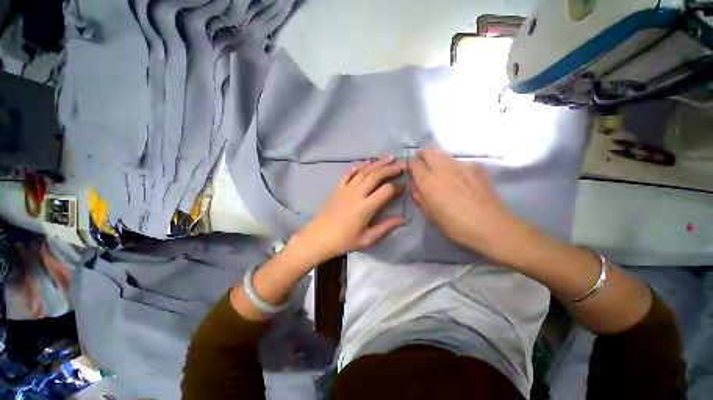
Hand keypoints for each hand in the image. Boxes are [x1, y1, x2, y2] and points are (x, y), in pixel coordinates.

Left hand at [290, 155, 405, 263]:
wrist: (319, 237)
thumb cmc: (344, 240)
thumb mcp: (367, 239)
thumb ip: (386, 227)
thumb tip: (405, 219)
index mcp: (365, 207)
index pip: (386, 191)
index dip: (397, 186)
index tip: (404, 184)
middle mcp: (357, 194)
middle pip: (376, 176)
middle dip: (391, 168)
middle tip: (402, 164)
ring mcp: (346, 188)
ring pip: (364, 171)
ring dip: (378, 163)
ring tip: (389, 157)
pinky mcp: (338, 187)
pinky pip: (349, 173)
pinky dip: (359, 166)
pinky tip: (367, 162)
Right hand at [410, 149, 524, 259]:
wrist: (490, 226)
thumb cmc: (455, 225)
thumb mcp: (430, 215)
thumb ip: (419, 197)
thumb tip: (416, 185)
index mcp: (428, 181)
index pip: (414, 164)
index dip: (412, 167)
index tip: (414, 175)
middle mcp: (442, 168)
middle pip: (428, 151)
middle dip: (423, 157)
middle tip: (425, 170)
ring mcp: (461, 165)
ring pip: (443, 154)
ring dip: (438, 160)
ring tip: (442, 174)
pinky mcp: (476, 167)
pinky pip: (459, 162)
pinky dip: (454, 167)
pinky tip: (461, 180)